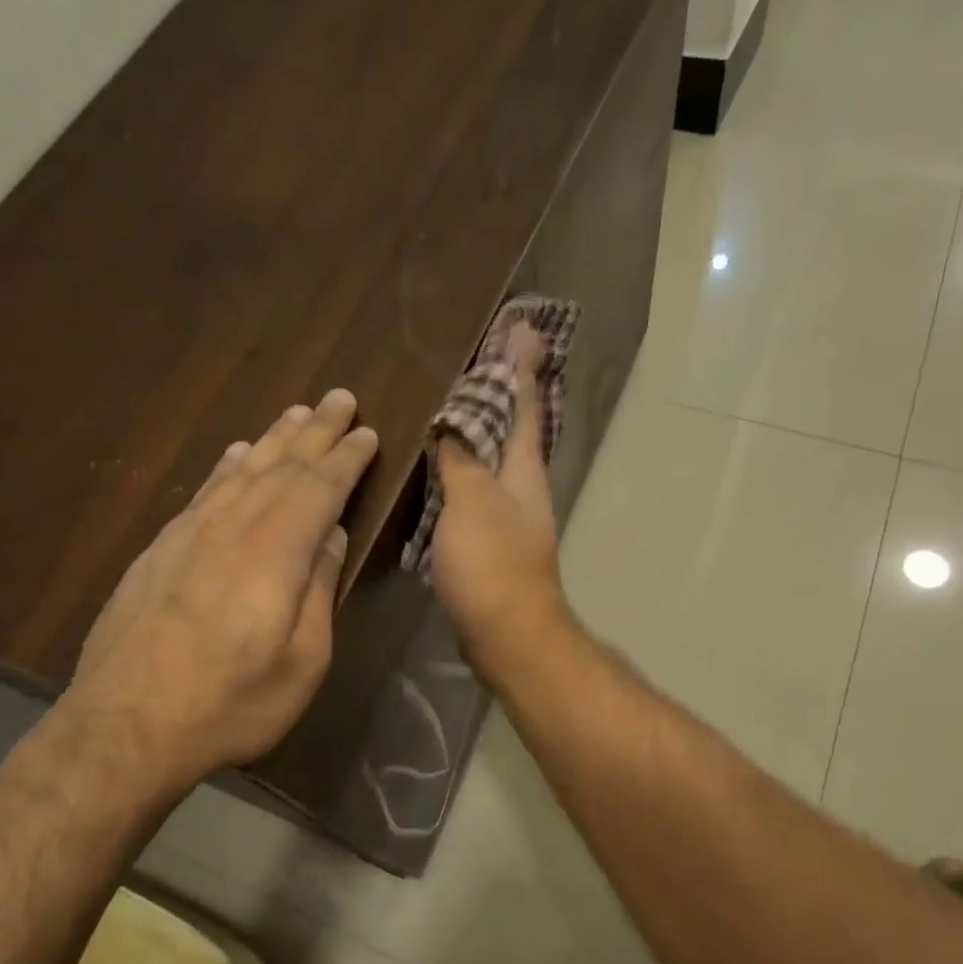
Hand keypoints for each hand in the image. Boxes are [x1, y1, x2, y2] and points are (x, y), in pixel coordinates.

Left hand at [58, 389, 377, 791]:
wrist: (126, 726)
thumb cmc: (231, 702)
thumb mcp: (302, 660)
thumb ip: (318, 589)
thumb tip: (330, 534)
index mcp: (275, 552)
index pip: (319, 487)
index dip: (346, 457)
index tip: (367, 431)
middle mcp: (232, 528)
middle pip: (280, 465)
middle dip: (314, 430)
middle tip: (339, 398)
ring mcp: (189, 535)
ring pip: (240, 471)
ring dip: (272, 439)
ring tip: (294, 413)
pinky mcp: (160, 551)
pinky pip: (204, 491)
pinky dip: (227, 467)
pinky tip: (235, 455)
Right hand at [430, 327, 569, 678]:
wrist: (506, 635)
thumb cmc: (492, 563)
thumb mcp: (473, 501)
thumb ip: (463, 458)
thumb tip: (454, 422)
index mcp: (524, 470)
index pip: (524, 405)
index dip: (520, 367)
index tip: (521, 328)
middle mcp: (522, 488)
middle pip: (512, 430)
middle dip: (500, 393)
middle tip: (481, 357)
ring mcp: (507, 517)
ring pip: (492, 461)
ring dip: (477, 431)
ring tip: (449, 405)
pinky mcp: (489, 544)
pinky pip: (474, 493)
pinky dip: (460, 471)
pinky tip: (437, 469)